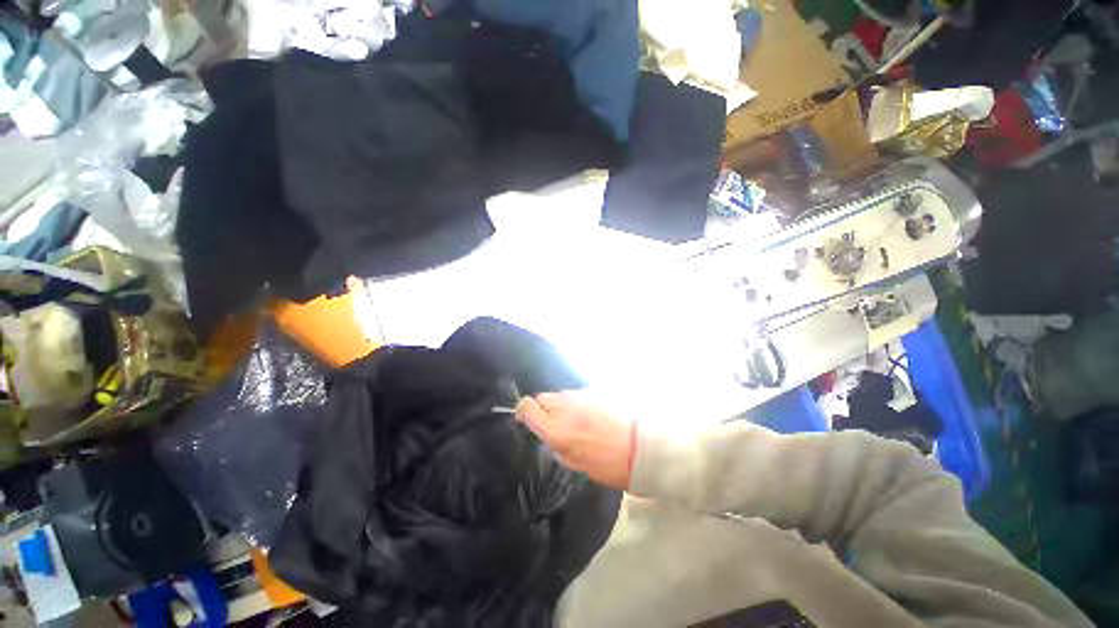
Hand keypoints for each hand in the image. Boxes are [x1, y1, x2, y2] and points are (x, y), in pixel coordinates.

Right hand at [516, 391, 635, 489]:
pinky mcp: (595, 391)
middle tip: (552, 423)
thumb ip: (557, 446)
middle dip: (541, 408)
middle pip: (542, 397)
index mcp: (557, 429)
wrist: (641, 446)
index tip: (524, 418)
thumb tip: (550, 436)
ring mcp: (581, 396)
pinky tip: (588, 414)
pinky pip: (576, 394)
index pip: (528, 407)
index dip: (523, 411)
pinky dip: (576, 402)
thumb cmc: (609, 464)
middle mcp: (566, 407)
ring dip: (560, 405)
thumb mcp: (577, 464)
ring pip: (559, 395)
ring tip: (574, 419)